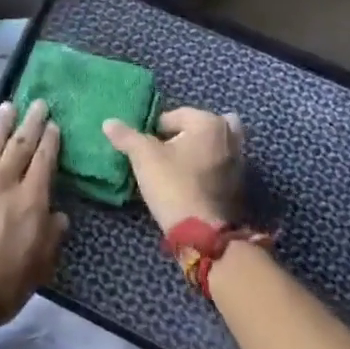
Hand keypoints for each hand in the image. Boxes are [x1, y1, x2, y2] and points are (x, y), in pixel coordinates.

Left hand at [0, 101, 68, 348]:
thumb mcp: (38, 270)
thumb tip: (60, 215)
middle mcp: (2, 181)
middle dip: (31, 123)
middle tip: (38, 103)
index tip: (54, 125)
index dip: (51, 142)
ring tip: (8, 105)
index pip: (44, 163)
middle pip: (20, 145)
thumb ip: (51, 239)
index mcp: (29, 201)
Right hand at [103, 107, 246, 231]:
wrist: (202, 233)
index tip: (146, 148)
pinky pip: (220, 166)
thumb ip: (126, 136)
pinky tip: (192, 181)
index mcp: (208, 122)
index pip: (174, 116)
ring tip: (179, 166)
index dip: (155, 130)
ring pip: (213, 147)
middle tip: (166, 152)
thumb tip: (108, 122)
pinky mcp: (240, 186)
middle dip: (184, 135)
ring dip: (199, 151)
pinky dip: (209, 169)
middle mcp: (229, 136)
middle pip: (199, 128)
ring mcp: (239, 162)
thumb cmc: (173, 184)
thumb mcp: (143, 157)